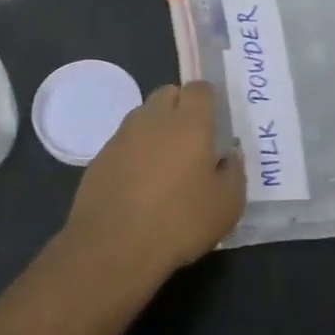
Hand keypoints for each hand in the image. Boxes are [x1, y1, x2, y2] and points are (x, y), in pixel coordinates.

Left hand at [62, 81, 245, 281]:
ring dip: (156, 129)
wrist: (113, 246)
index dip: (208, 101)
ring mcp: (122, 135)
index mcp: (189, 122)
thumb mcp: (227, 205)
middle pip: (168, 94)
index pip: (200, 88)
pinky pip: (124, 142)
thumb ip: (233, 172)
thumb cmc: (179, 221)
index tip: (214, 123)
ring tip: (165, 164)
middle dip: (180, 107)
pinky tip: (139, 184)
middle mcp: (154, 118)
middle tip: (191, 141)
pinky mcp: (100, 157)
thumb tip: (228, 155)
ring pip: (144, 116)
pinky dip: (134, 152)